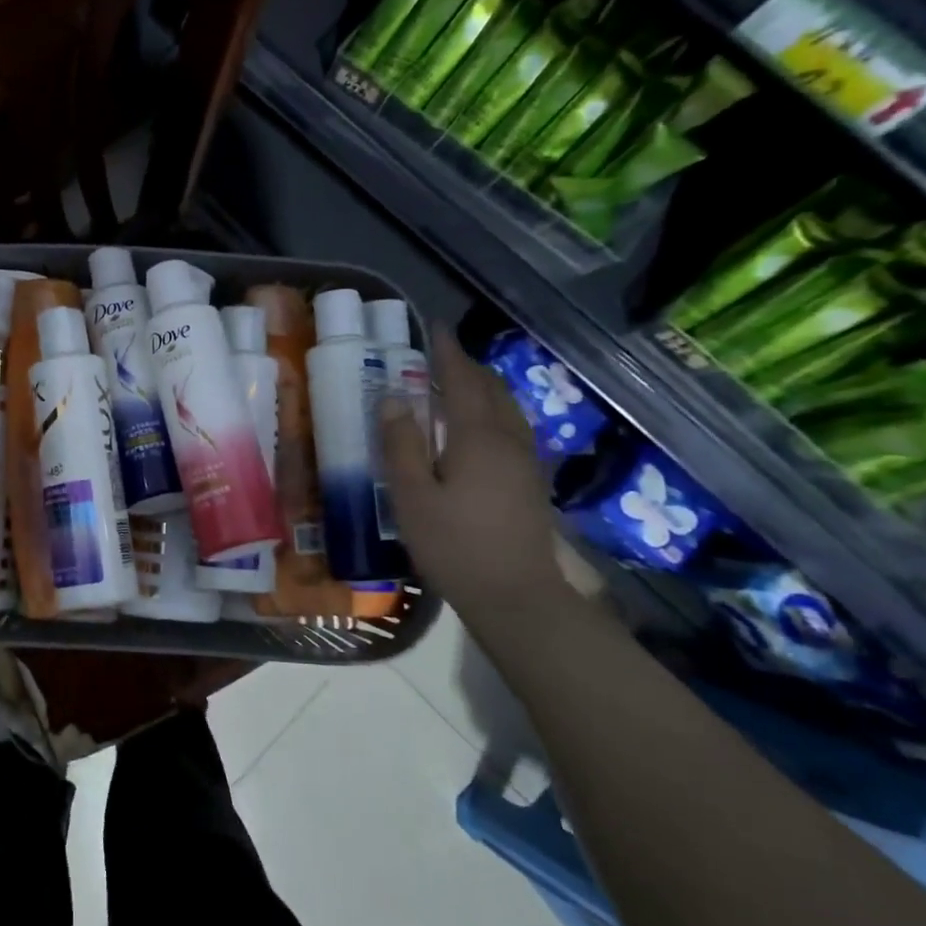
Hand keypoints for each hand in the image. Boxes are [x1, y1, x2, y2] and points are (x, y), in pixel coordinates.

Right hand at [379, 328, 566, 613]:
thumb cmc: (455, 545)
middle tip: (440, 357)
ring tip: (457, 387)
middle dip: (467, 367)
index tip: (434, 328)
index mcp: (478, 437)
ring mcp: (527, 462)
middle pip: (492, 389)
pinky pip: (513, 429)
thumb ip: (401, 445)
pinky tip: (479, 431)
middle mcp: (509, 440)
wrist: (517, 598)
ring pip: (507, 409)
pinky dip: (493, 413)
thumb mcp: (413, 496)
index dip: (448, 352)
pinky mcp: (532, 483)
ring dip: (483, 389)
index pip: (463, 380)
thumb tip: (393, 399)